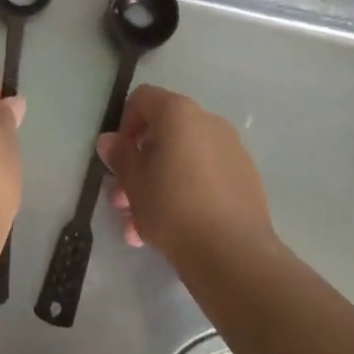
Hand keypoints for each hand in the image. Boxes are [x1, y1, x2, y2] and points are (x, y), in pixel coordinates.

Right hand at [95, 85, 274, 266]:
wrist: (234, 254)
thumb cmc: (173, 208)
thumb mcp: (134, 182)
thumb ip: (119, 156)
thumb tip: (109, 141)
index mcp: (178, 112)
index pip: (142, 99)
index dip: (124, 124)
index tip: (118, 159)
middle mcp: (207, 121)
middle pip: (163, 134)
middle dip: (139, 166)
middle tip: (123, 202)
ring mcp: (231, 150)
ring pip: (183, 160)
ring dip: (158, 186)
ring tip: (140, 228)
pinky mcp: (245, 179)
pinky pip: (206, 177)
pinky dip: (186, 193)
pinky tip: (174, 231)